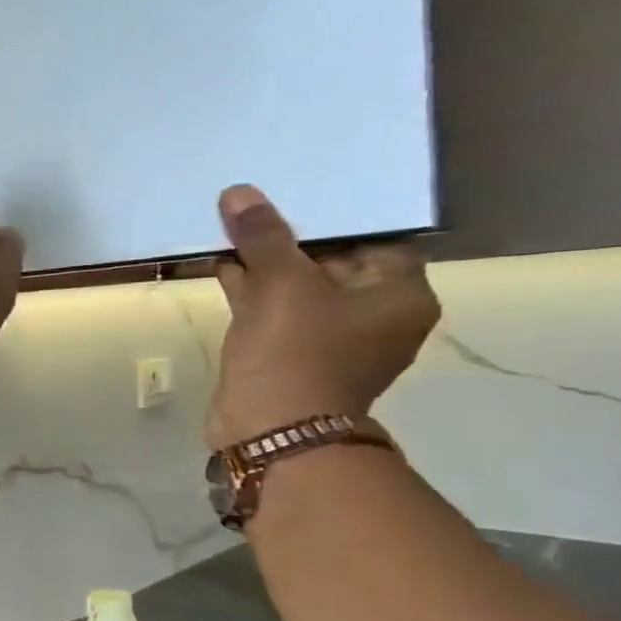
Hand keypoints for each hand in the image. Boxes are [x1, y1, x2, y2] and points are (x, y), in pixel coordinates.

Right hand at [208, 185, 439, 448]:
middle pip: (333, 261)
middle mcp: (375, 315)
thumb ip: (263, 237)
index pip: (375, 238)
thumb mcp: (281, 284)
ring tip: (228, 234)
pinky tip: (221, 268)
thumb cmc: (296, 350)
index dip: (335, 217)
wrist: (272, 427)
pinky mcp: (293, 354)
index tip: (295, 196)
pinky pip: (276, 310)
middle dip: (290, 239)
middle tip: (254, 210)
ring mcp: (332, 338)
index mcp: (399, 295)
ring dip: (265, 264)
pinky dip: (252, 290)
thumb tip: (239, 193)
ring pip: (298, 287)